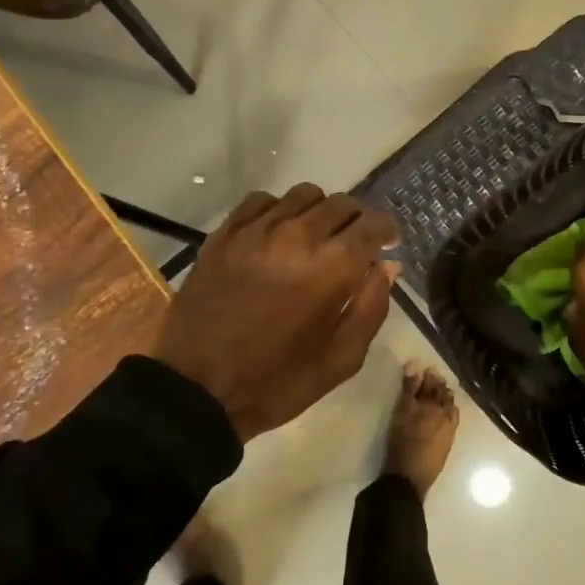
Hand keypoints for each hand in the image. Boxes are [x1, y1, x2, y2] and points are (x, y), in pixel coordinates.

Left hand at [153, 184, 399, 441]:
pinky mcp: (224, 234)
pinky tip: (277, 233)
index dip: (386, 230)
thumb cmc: (277, 381)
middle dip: (357, 220)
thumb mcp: (342, 359)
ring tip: (317, 236)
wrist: (197, 388)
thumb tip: (386, 266)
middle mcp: (298, 234)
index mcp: (333, 265)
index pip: (372, 223)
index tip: (388, 244)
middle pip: (341, 204)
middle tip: (356, 243)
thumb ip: (371, 307)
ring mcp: (256, 230)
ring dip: (320, 211)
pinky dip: (279, 210)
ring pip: (303, 195)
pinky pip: (261, 201)